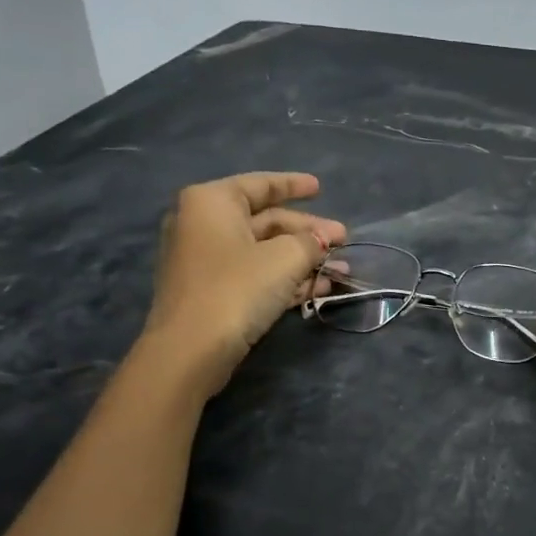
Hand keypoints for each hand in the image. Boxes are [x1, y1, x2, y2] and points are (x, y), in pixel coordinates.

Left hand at [141, 171, 345, 393]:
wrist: (191, 350)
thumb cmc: (236, 289)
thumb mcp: (284, 259)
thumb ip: (310, 242)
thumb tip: (323, 239)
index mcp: (212, 202)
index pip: (260, 185)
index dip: (293, 185)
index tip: (319, 188)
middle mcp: (204, 225)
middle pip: (266, 222)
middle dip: (308, 233)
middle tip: (343, 242)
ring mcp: (206, 261)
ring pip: (264, 252)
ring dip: (304, 261)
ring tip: (341, 271)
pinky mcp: (213, 293)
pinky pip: (256, 276)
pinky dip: (286, 279)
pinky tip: (319, 289)